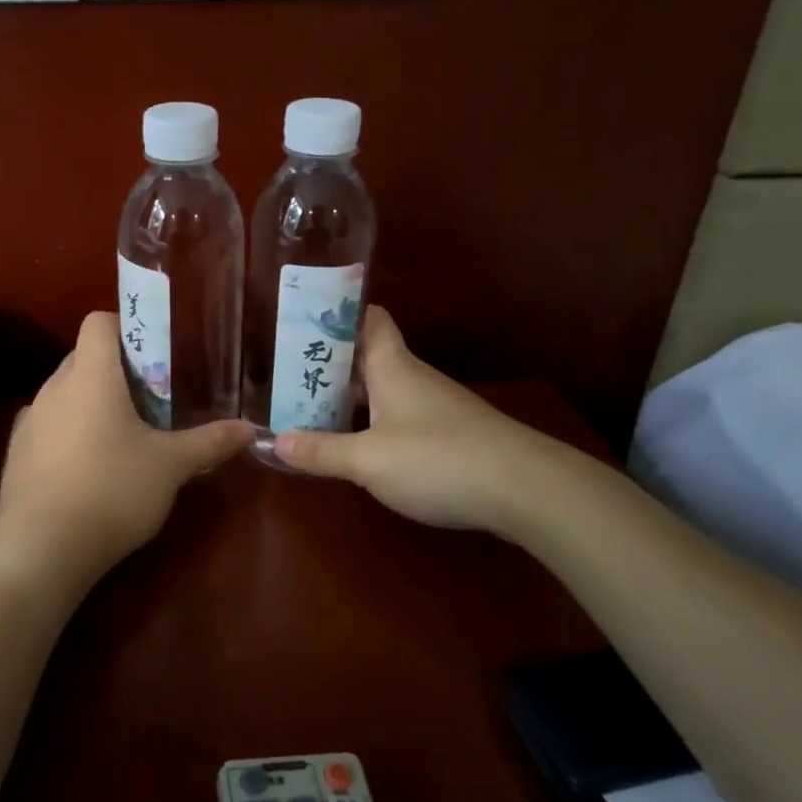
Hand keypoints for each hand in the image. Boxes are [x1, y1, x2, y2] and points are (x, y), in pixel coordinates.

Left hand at [0, 312, 252, 606]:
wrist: (42, 548)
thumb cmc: (112, 491)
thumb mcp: (171, 466)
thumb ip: (210, 442)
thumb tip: (250, 428)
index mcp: (91, 375)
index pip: (99, 322)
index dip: (126, 328)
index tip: (153, 356)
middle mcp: (54, 387)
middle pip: (84, 357)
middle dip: (116, 371)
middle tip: (150, 401)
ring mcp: (30, 420)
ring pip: (65, 392)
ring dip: (91, 402)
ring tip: (122, 436)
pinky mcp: (16, 453)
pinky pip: (47, 425)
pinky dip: (68, 432)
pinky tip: (87, 466)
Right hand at [273, 306, 568, 536]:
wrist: (526, 490)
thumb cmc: (438, 459)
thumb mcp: (368, 460)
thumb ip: (321, 451)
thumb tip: (275, 442)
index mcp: (391, 366)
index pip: (367, 318)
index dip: (337, 312)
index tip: (302, 316)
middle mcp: (411, 377)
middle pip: (366, 357)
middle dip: (328, 362)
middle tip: (285, 371)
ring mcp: (433, 406)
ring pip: (381, 389)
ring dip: (348, 395)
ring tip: (307, 406)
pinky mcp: (448, 435)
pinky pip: (397, 416)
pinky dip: (370, 422)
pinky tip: (354, 444)